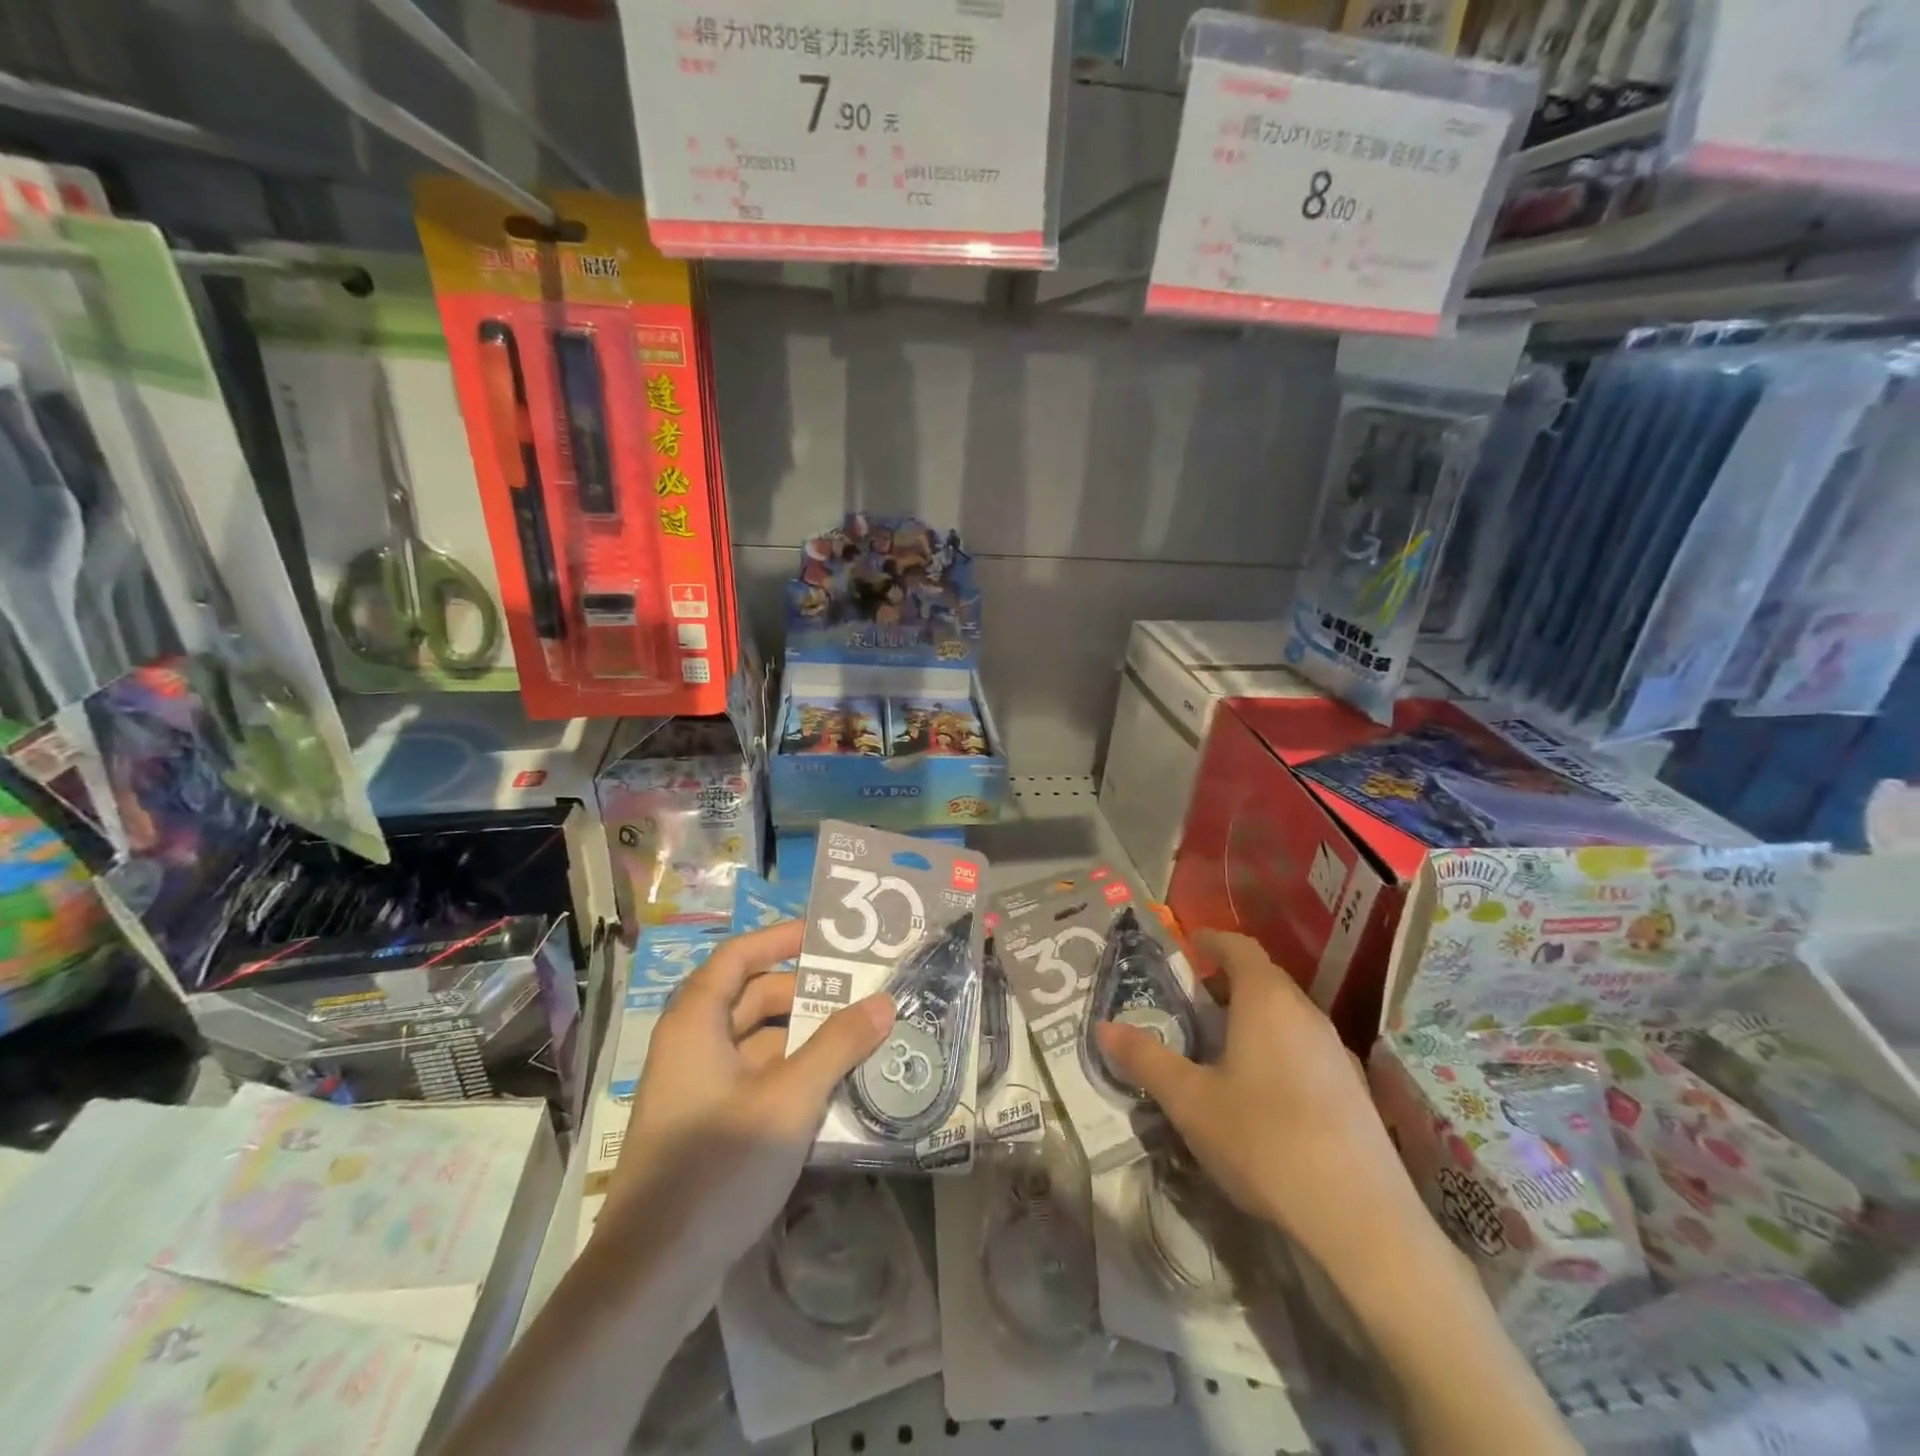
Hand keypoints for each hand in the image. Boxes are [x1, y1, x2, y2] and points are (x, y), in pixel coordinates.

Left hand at [602, 922, 894, 1280]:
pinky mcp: (705, 1127)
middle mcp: (691, 1046)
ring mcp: (696, 1090)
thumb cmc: (718, 1167)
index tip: (825, 938)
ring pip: (755, 1043)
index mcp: (696, 1024)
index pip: (737, 957)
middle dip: (803, 994)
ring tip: (856, 1038)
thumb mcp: (790, 1099)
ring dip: (802, 1038)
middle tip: (858, 994)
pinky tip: (831, 1087)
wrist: (652, 1276)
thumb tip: (884, 1001)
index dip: (779, 940)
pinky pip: (753, 1080)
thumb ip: (838, 1045)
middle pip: (750, 999)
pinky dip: (789, 1073)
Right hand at [1095, 930, 1433, 1271]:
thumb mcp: (1189, 1101)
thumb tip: (1104, 1027)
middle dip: (1226, 982)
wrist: (1363, 1220)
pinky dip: (1279, 1049)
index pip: (1238, 946)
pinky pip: (1307, 1048)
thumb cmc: (1264, 1141)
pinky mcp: (1355, 1090)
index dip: (1210, 940)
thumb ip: (1146, 1059)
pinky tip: (1264, 1093)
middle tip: (1191, 1004)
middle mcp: (1306, 1013)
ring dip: (1253, 1017)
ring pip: (1287, 1015)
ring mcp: (1337, 1051)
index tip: (1187, 947)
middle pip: (1264, 978)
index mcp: (1266, 1000)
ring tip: (1221, 1048)